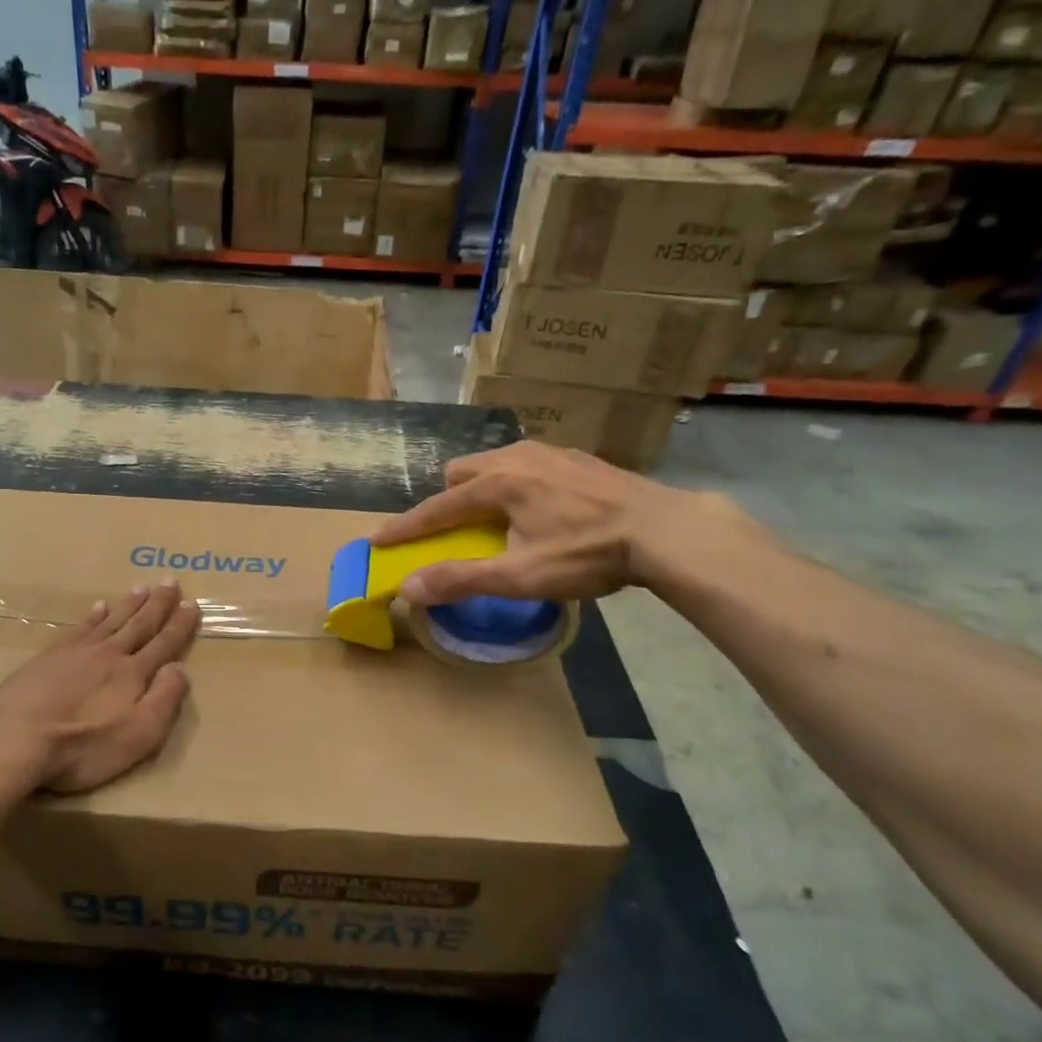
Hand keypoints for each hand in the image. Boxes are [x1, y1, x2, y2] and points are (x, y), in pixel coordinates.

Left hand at [0, 581, 200, 799]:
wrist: (13, 738)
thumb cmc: (82, 745)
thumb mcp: (138, 735)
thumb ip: (164, 700)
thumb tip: (180, 668)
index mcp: (133, 674)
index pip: (164, 643)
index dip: (179, 625)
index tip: (192, 604)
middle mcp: (108, 654)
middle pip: (139, 624)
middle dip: (157, 603)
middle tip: (169, 580)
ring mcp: (76, 652)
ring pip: (110, 621)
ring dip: (128, 604)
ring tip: (141, 587)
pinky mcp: (48, 657)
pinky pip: (80, 628)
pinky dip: (93, 616)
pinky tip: (97, 607)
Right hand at [371, 442, 746, 605]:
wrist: (665, 530)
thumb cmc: (588, 554)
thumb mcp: (520, 576)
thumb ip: (461, 579)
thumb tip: (408, 588)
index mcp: (497, 484)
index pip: (436, 508)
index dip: (404, 527)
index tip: (376, 539)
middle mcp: (517, 458)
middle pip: (461, 472)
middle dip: (447, 499)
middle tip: (455, 531)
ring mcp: (550, 452)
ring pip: (495, 462)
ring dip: (481, 487)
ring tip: (496, 518)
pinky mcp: (576, 458)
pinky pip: (526, 463)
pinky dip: (514, 483)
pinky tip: (540, 507)